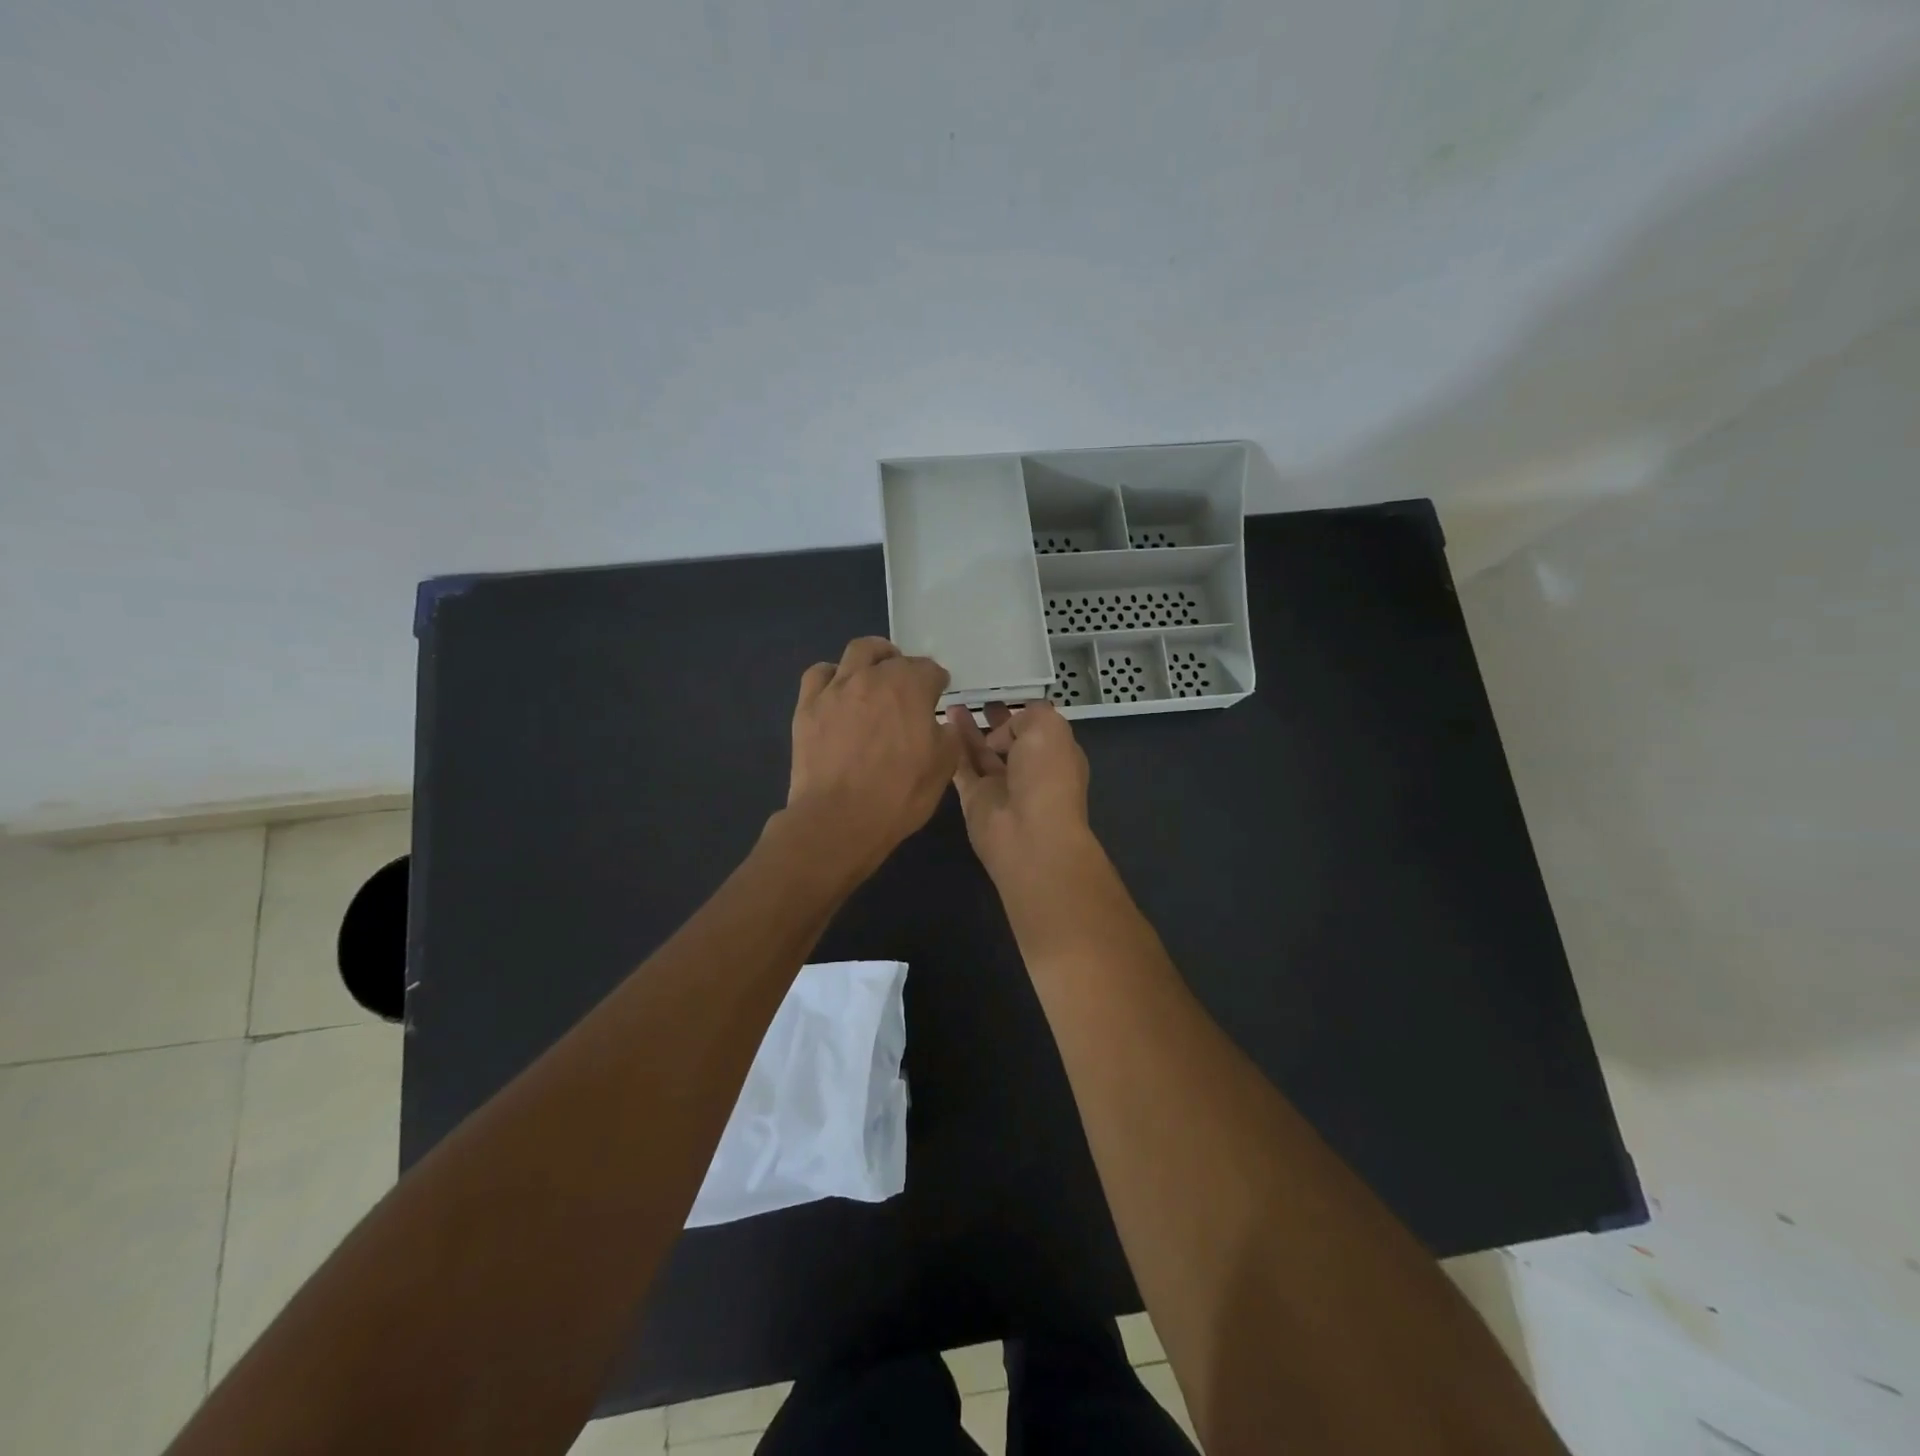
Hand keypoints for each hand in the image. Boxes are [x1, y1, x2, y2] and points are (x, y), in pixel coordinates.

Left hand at [785, 637, 956, 876]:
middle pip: (892, 656)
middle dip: (904, 666)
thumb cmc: (899, 795)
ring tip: (873, 675)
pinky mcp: (808, 706)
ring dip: (871, 658)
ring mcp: (836, 688)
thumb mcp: (943, 768)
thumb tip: (941, 724)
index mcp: (911, 688)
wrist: (838, 819)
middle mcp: (873, 677)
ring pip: (856, 652)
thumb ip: (948, 736)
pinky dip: (832, 676)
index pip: (930, 670)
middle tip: (906, 685)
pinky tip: (837, 692)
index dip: (937, 683)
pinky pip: (819, 674)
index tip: (938, 695)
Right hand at [946, 700, 1093, 882]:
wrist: (1030, 835)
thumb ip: (1027, 716)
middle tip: (975, 699)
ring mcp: (1001, 786)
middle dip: (994, 720)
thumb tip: (1001, 732)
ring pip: (981, 753)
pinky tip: (938, 728)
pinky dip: (952, 751)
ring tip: (951, 704)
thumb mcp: (1048, 728)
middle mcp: (1030, 770)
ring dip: (968, 730)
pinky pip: (961, 769)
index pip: (1038, 727)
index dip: (1021, 711)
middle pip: (1008, 740)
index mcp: (1055, 753)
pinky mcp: (975, 800)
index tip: (1002, 693)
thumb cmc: (1047, 776)